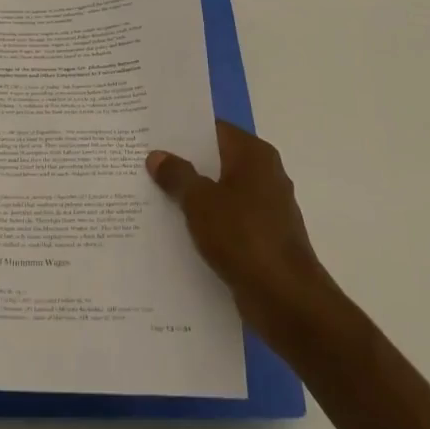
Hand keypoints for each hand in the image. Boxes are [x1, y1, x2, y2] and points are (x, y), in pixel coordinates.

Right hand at [148, 121, 334, 338]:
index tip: (152, 134)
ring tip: (152, 195)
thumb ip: (177, 175)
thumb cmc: (243, 237)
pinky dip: (206, 222)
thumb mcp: (200, 201)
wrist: (286, 299)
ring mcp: (266, 208)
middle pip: (217, 160)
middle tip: (144, 163)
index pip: (214, 129)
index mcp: (254, 155)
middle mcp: (264, 175)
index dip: (183, 131)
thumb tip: (157, 155)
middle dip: (184, 163)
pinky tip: (176, 230)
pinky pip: (227, 220)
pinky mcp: (263, 238)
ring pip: (221, 192)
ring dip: (193, 195)